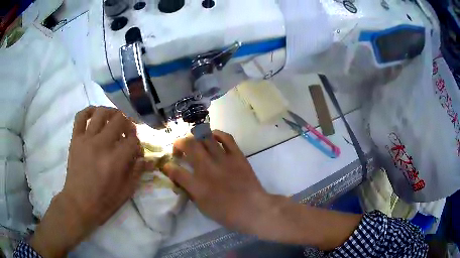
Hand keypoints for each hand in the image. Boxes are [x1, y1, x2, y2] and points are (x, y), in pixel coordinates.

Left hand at [30, 106, 149, 257]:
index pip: (133, 141)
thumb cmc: (103, 201)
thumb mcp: (125, 192)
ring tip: (114, 120)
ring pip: (101, 113)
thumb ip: (137, 172)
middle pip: (120, 120)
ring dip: (112, 113)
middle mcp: (101, 144)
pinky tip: (95, 114)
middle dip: (128, 125)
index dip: (138, 145)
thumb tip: (148, 159)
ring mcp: (86, 139)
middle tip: (128, 133)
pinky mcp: (75, 139)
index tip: (137, 152)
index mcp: (115, 160)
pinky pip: (81, 116)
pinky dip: (89, 111)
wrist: (78, 204)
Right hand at [162, 130, 274, 233]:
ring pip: (205, 137)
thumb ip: (189, 191)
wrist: (253, 209)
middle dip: (179, 143)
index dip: (168, 166)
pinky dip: (217, 134)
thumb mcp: (202, 207)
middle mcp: (208, 169)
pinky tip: (212, 137)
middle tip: (179, 148)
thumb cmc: (227, 213)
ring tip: (194, 141)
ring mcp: (223, 160)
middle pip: (189, 145)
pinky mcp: (237, 155)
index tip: (167, 166)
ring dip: (195, 136)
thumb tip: (180, 179)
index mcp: (197, 186)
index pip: (176, 171)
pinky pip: (226, 137)